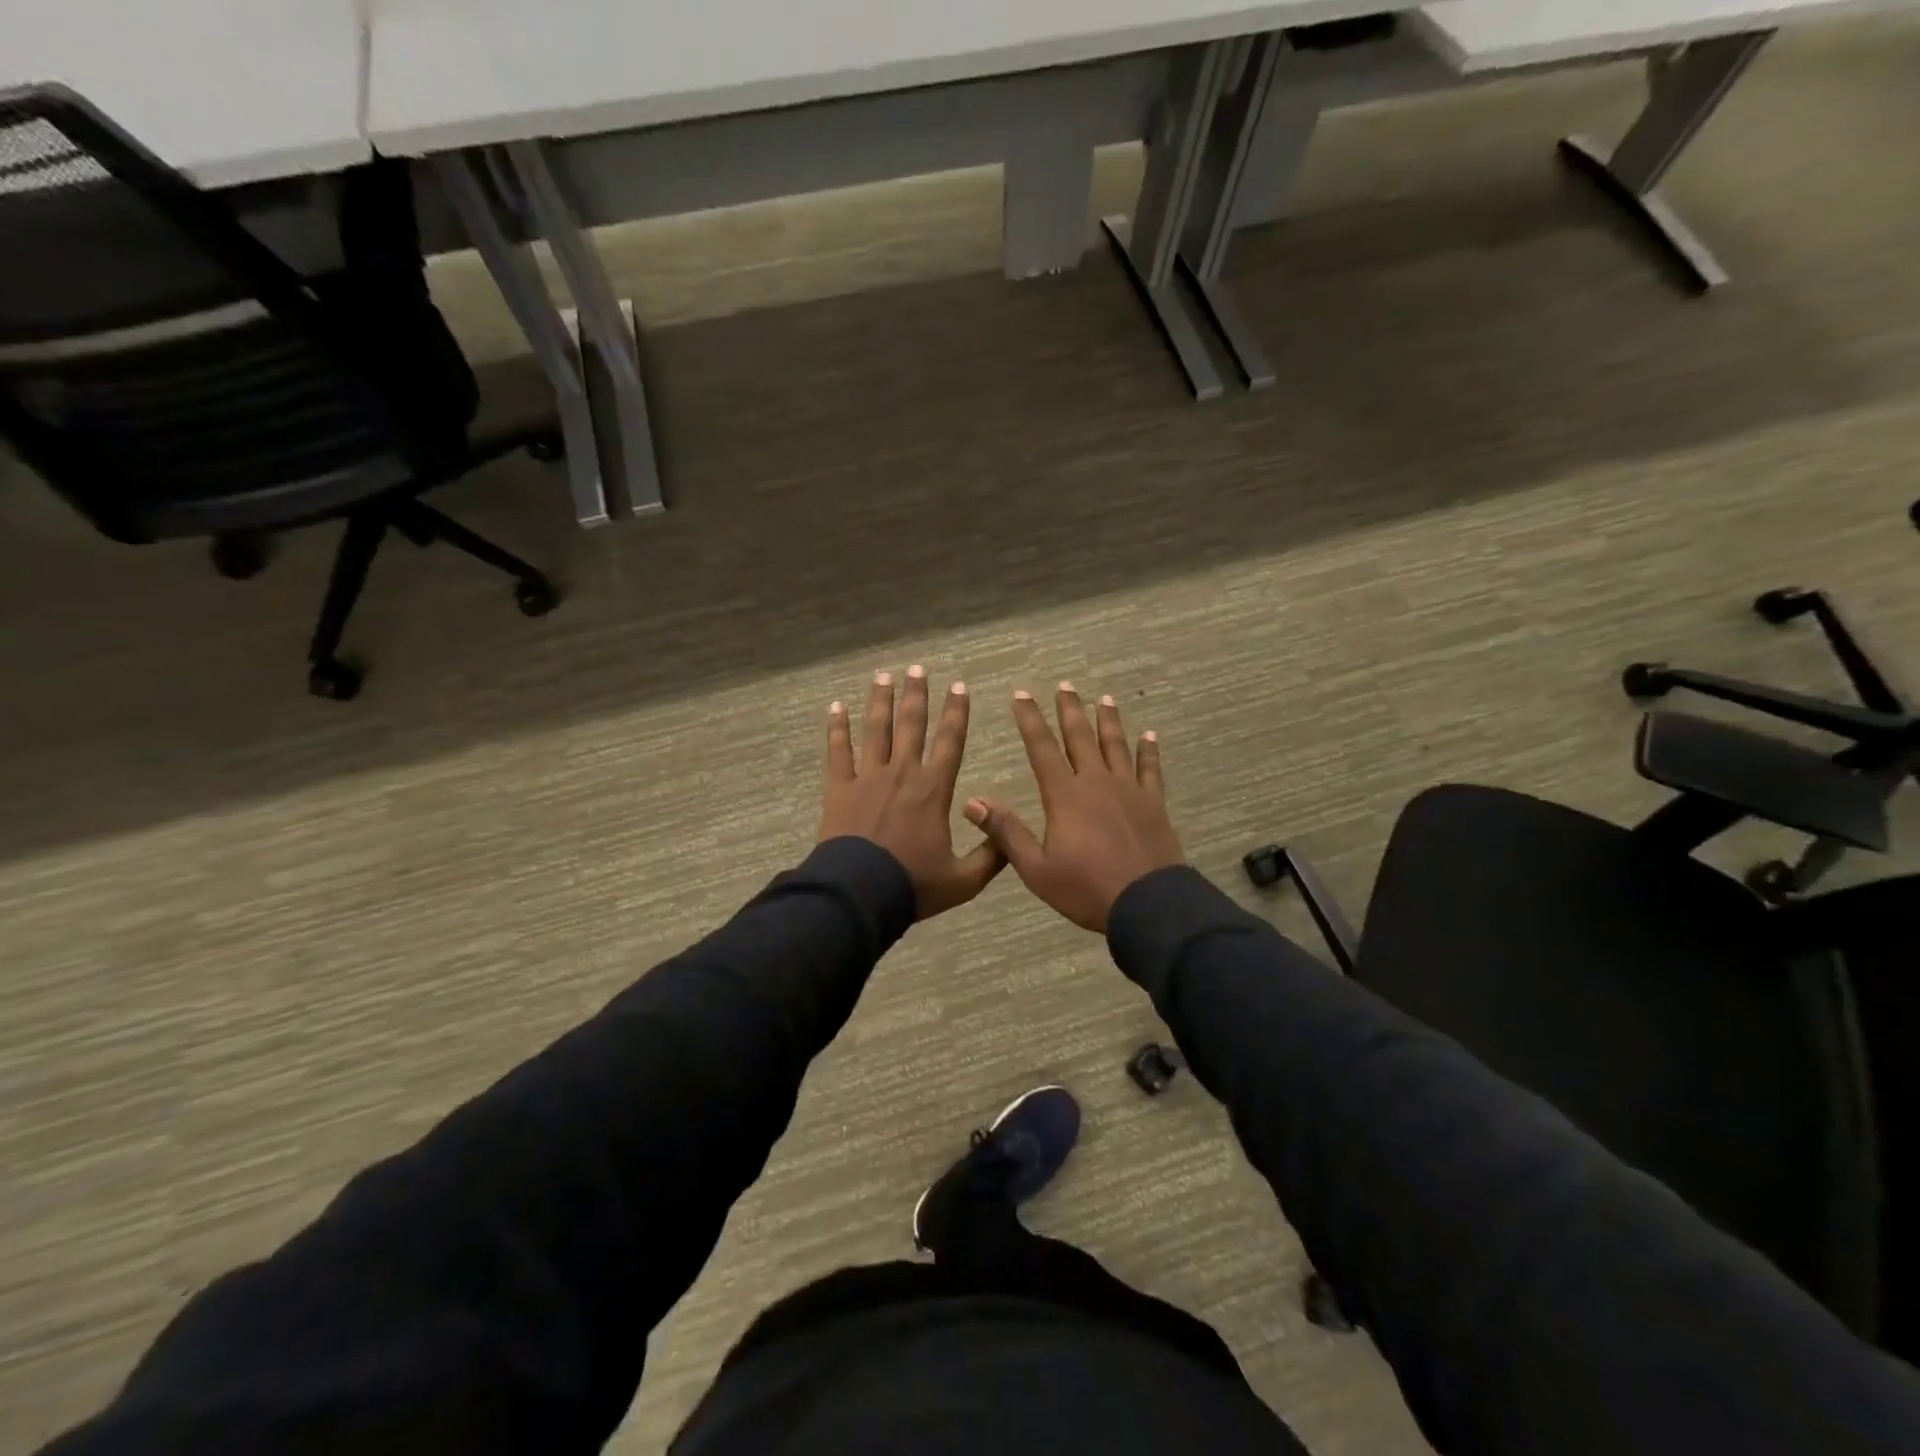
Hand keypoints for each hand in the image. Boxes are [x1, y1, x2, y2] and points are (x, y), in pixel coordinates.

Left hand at [818, 667, 1004, 919]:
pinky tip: (835, 706)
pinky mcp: (839, 788)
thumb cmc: (913, 885)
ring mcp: (868, 777)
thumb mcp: (964, 880)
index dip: (957, 713)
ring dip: (880, 701)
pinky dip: (836, 728)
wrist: (860, 894)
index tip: (959, 686)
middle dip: (916, 695)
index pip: (950, 742)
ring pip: (876, 730)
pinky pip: (837, 751)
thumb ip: (990, 856)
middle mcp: (902, 773)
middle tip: (917, 668)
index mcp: (934, 790)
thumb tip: (1010, 837)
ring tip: (883, 676)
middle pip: (911, 725)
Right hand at [963, 684, 1183, 931]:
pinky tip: (1149, 736)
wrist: (1147, 904)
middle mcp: (1096, 782)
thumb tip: (972, 802)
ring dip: (1108, 721)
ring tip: (1104, 699)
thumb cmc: (1086, 889)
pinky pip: (1150, 769)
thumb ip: (1006, 832)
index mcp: (1065, 796)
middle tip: (1065, 685)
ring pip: (1116, 746)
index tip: (1021, 694)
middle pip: (1080, 737)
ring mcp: (1128, 790)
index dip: (1030, 719)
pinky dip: (1148, 751)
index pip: (1042, 748)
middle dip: (1070, 710)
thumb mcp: (1036, 869)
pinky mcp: (1153, 803)